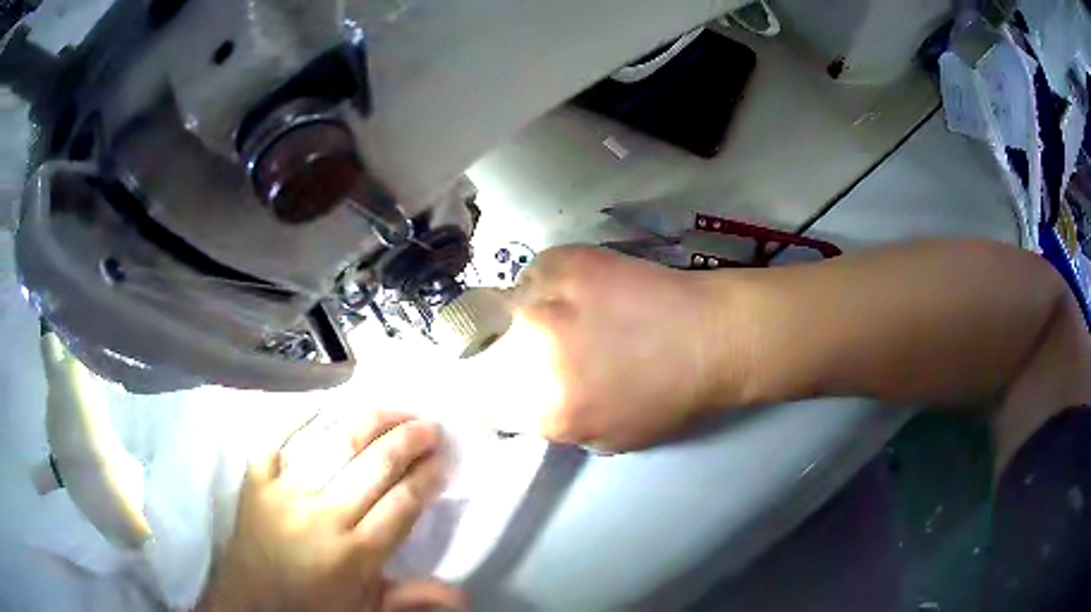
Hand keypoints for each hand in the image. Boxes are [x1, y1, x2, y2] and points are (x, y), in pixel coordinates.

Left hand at [201, 411, 465, 611]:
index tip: (443, 460)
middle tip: (429, 425)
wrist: (251, 603)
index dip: (426, 477)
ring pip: (333, 444)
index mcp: (354, 555)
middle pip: (374, 467)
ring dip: (369, 421)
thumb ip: (412, 599)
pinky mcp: (255, 481)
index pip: (402, 504)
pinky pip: (279, 438)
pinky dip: (302, 417)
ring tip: (393, 408)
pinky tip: (327, 402)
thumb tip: (464, 595)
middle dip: (408, 441)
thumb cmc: (314, 608)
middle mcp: (321, 518)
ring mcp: (284, 494)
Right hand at [463, 246, 736, 451]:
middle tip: (546, 344)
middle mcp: (534, 355)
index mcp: (547, 410)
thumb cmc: (671, 397)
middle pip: (489, 348)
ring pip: (509, 306)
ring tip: (569, 312)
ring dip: (531, 312)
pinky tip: (584, 288)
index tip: (506, 380)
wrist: (711, 338)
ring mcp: (546, 302)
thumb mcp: (610, 437)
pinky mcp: (563, 261)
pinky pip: (536, 273)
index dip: (493, 391)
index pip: (484, 403)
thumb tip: (535, 401)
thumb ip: (559, 425)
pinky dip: (550, 282)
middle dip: (512, 350)